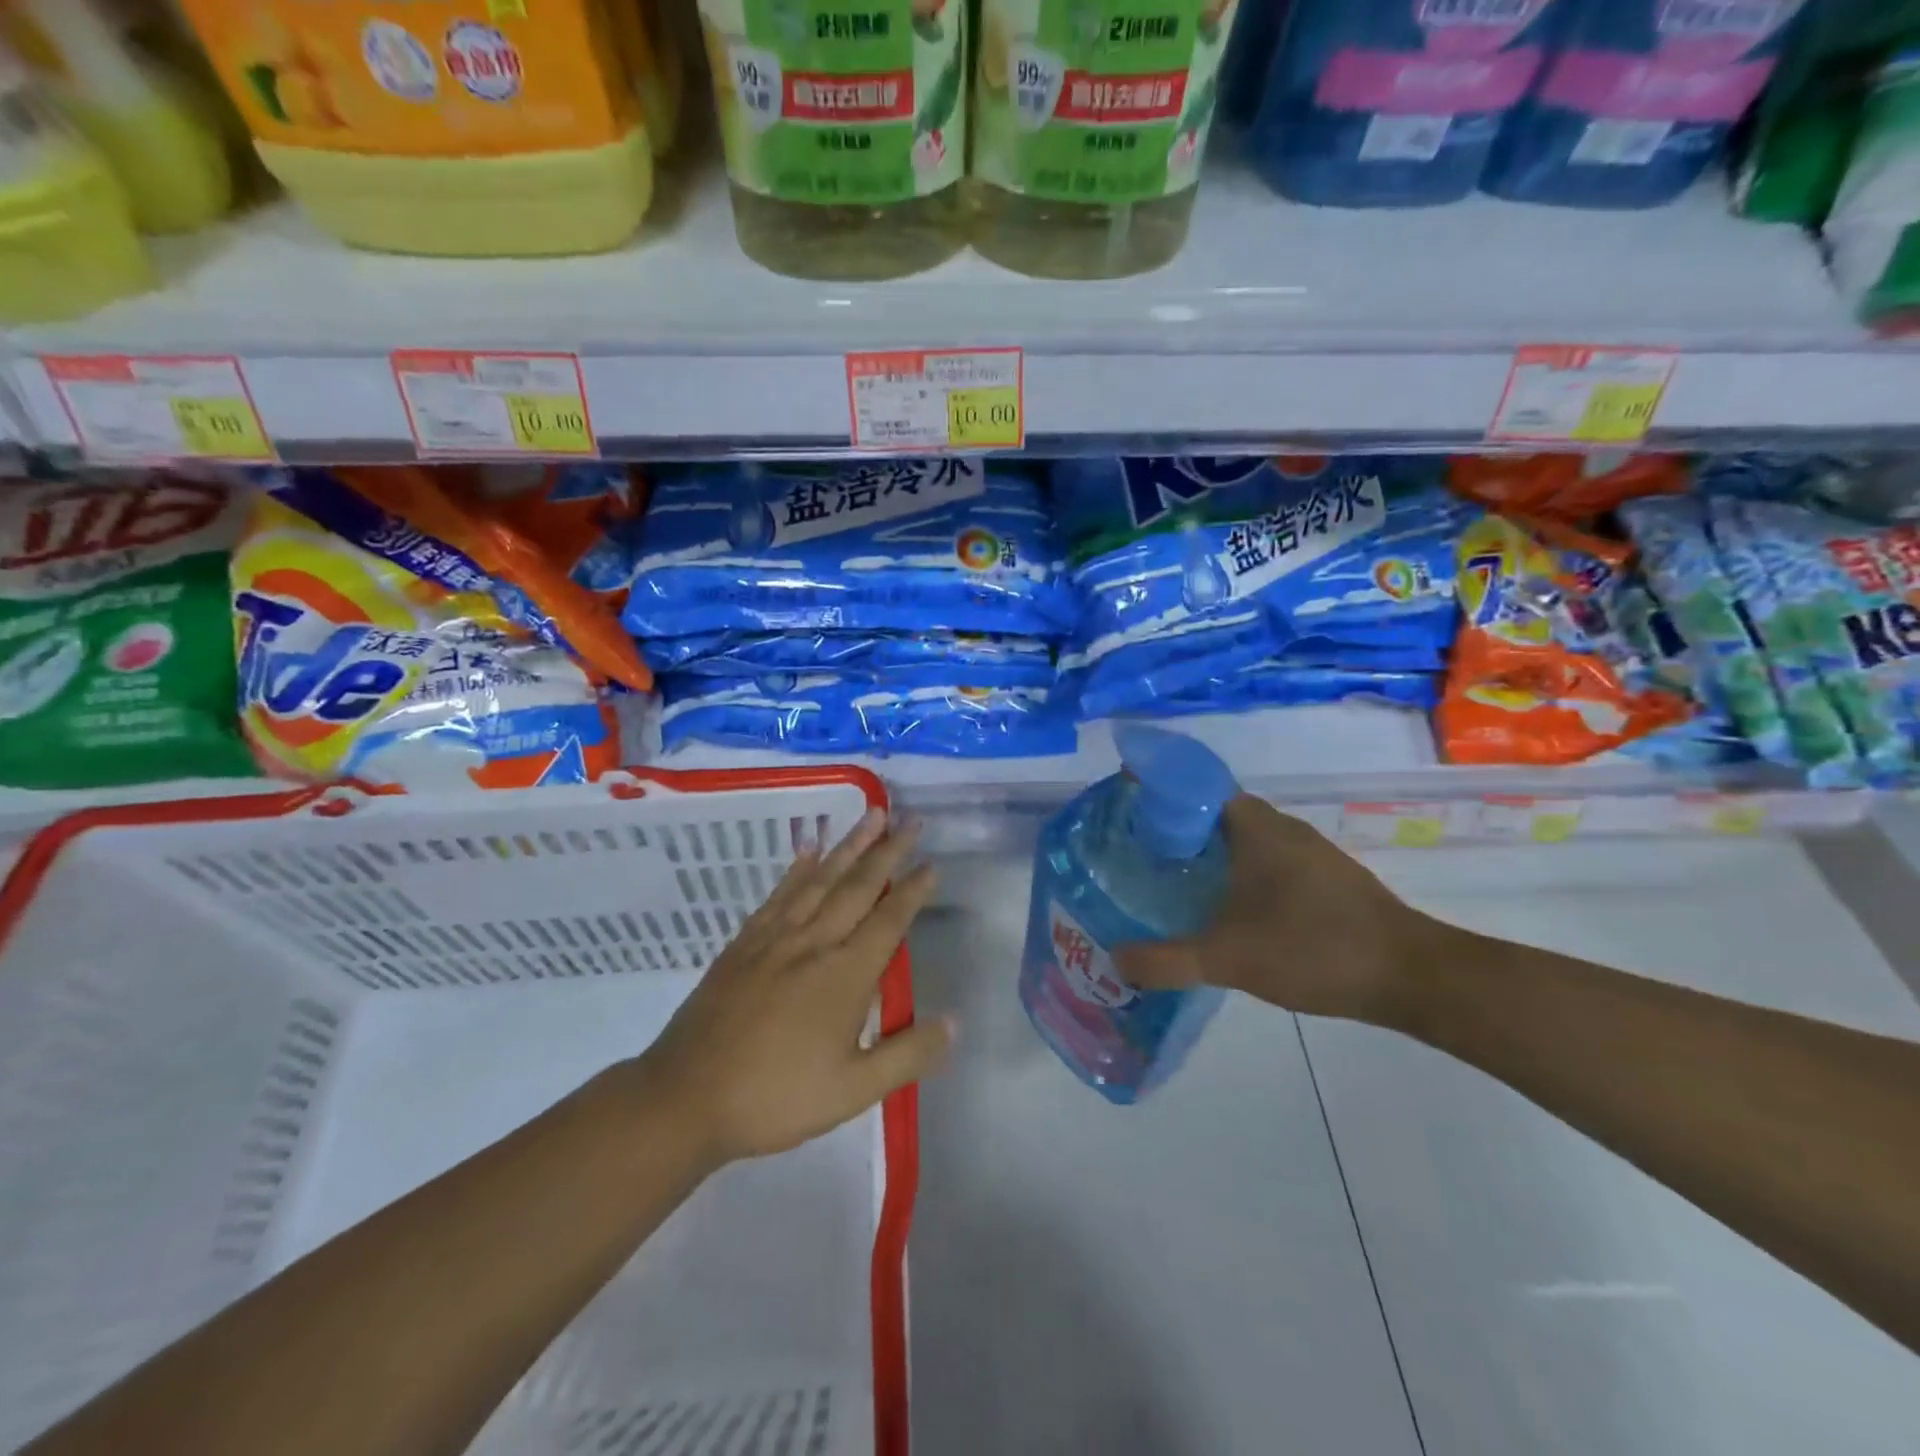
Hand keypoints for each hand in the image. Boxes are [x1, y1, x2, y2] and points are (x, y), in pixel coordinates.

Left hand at [637, 809, 948, 1165]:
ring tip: (871, 815)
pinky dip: (798, 868)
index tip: (931, 863)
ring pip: (820, 879)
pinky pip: (779, 894)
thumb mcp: (854, 1091)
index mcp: (845, 974)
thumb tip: (955, 1022)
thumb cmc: (777, 1096)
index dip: (912, 890)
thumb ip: (907, 1054)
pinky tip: (808, 850)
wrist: (687, 1097)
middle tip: (910, 819)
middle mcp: (814, 942)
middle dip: (888, 850)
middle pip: (858, 886)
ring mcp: (775, 938)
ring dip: (849, 845)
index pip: (889, 921)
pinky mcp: (744, 943)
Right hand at [1112, 796, 1440, 1024]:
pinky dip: (1240, 873)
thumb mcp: (1228, 959)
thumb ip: (1167, 960)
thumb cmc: (1313, 947)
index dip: (1160, 792)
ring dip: (1211, 853)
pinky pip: (1268, 861)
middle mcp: (1282, 829)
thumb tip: (1115, 960)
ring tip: (1173, 879)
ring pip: (1245, 839)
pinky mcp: (1327, 880)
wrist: (1412, 976)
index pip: (1197, 787)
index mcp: (1255, 828)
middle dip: (1177, 827)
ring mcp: (1310, 854)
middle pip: (1217, 813)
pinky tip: (1227, 909)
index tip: (1126, 810)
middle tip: (1138, 852)